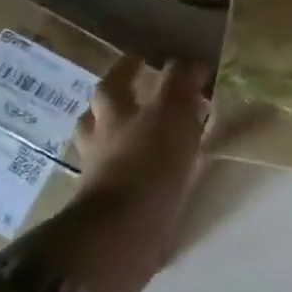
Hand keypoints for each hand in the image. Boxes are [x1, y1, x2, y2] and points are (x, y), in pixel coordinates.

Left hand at [74, 57, 208, 213]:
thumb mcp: (172, 112)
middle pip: (100, 115)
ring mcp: (101, 176)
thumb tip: (191, 64)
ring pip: (106, 149)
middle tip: (141, 96)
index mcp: (114, 114)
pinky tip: (152, 176)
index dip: (130, 67)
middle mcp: (101, 142)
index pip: (116, 81)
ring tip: (148, 137)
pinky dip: (135, 173)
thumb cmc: (147, 164)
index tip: (145, 57)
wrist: (121, 233)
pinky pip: (121, 181)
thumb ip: (181, 84)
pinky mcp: (112, 208)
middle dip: (117, 103)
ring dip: (122, 139)